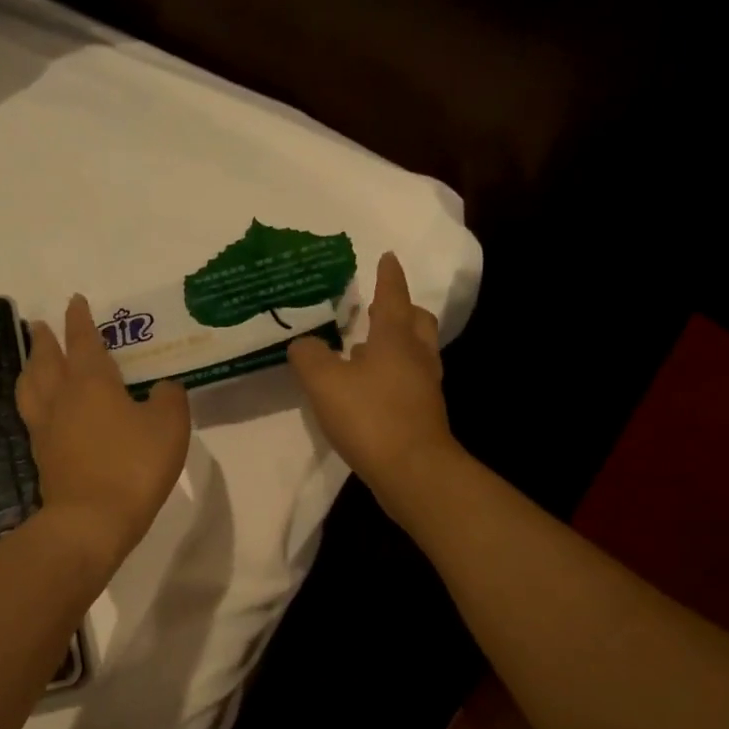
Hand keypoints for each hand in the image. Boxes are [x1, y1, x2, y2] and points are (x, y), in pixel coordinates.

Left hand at [17, 295, 191, 572]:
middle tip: (40, 326)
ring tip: (31, 361)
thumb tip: (162, 389)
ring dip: (30, 368)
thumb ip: (169, 399)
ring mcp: (46, 429)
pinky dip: (34, 401)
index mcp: (92, 383)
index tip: (74, 301)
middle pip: (47, 360)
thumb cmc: (133, 466)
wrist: (92, 521)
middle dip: (45, 340)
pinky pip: (32, 416)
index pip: (84, 341)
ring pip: (31, 387)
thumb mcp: (169, 427)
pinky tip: (42, 409)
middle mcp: (62, 399)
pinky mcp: (42, 456)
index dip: (80, 320)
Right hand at [287, 252, 460, 508]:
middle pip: (417, 322)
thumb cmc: (370, 416)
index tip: (388, 256)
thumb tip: (303, 343)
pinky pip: (410, 381)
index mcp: (395, 338)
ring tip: (369, 347)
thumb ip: (309, 357)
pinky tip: (372, 387)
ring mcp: (424, 387)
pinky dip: (394, 374)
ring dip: (398, 343)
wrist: (412, 471)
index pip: (392, 296)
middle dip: (402, 309)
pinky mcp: (423, 415)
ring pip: (416, 352)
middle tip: (381, 307)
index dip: (388, 276)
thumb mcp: (325, 382)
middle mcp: (416, 356)